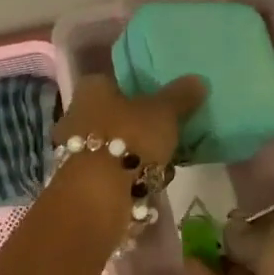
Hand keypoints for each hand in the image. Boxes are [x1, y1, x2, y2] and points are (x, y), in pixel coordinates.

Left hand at [54, 74, 205, 171]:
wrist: (97, 195)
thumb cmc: (129, 138)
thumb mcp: (164, 113)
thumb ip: (181, 96)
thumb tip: (198, 80)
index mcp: (92, 89)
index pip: (115, 80)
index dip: (139, 90)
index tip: (161, 102)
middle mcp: (77, 114)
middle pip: (116, 115)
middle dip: (141, 128)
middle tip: (167, 137)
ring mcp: (75, 149)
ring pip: (115, 146)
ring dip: (138, 155)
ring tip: (164, 166)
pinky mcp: (80, 179)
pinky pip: (112, 171)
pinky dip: (130, 176)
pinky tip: (149, 185)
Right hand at [188, 215, 273, 274]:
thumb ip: (245, 233)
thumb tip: (227, 227)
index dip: (256, 216)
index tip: (228, 210)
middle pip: (261, 248)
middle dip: (234, 238)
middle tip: (201, 223)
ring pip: (243, 272)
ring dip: (219, 258)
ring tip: (189, 239)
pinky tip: (188, 263)